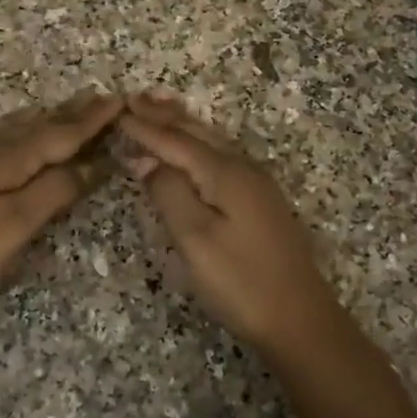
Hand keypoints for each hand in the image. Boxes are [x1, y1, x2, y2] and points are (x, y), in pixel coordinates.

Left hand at [0, 92, 122, 322]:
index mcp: (3, 158)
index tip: (118, 99)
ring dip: (40, 119)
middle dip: (67, 112)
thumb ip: (54, 191)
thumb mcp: (15, 226)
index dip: (90, 119)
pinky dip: (14, 133)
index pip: (58, 133)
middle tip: (96, 96)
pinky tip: (9, 139)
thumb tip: (90, 163)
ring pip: (8, 129)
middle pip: (33, 124)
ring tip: (59, 110)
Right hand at [120, 93, 347, 355]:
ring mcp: (257, 185)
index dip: (144, 129)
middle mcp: (243, 168)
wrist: (300, 319)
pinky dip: (198, 145)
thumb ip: (169, 193)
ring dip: (183, 125)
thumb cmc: (241, 282)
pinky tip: (194, 149)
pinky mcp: (261, 202)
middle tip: (135, 98)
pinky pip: (221, 158)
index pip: (175, 141)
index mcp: (225, 173)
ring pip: (212, 142)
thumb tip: (147, 161)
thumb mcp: (195, 239)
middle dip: (164, 116)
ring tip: (160, 108)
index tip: (115, 113)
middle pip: (197, 133)